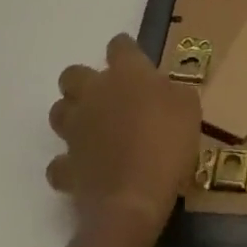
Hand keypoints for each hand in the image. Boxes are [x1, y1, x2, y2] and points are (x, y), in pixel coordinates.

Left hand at [47, 34, 200, 239]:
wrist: (134, 201)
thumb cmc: (167, 144)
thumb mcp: (189, 107)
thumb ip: (172, 92)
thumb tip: (164, 93)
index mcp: (126, 72)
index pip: (119, 45)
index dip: (126, 51)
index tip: (136, 63)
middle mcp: (94, 93)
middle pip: (72, 74)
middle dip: (83, 81)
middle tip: (106, 97)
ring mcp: (76, 130)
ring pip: (58, 112)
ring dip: (71, 117)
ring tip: (91, 130)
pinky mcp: (66, 168)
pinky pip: (58, 163)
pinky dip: (67, 165)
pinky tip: (83, 170)